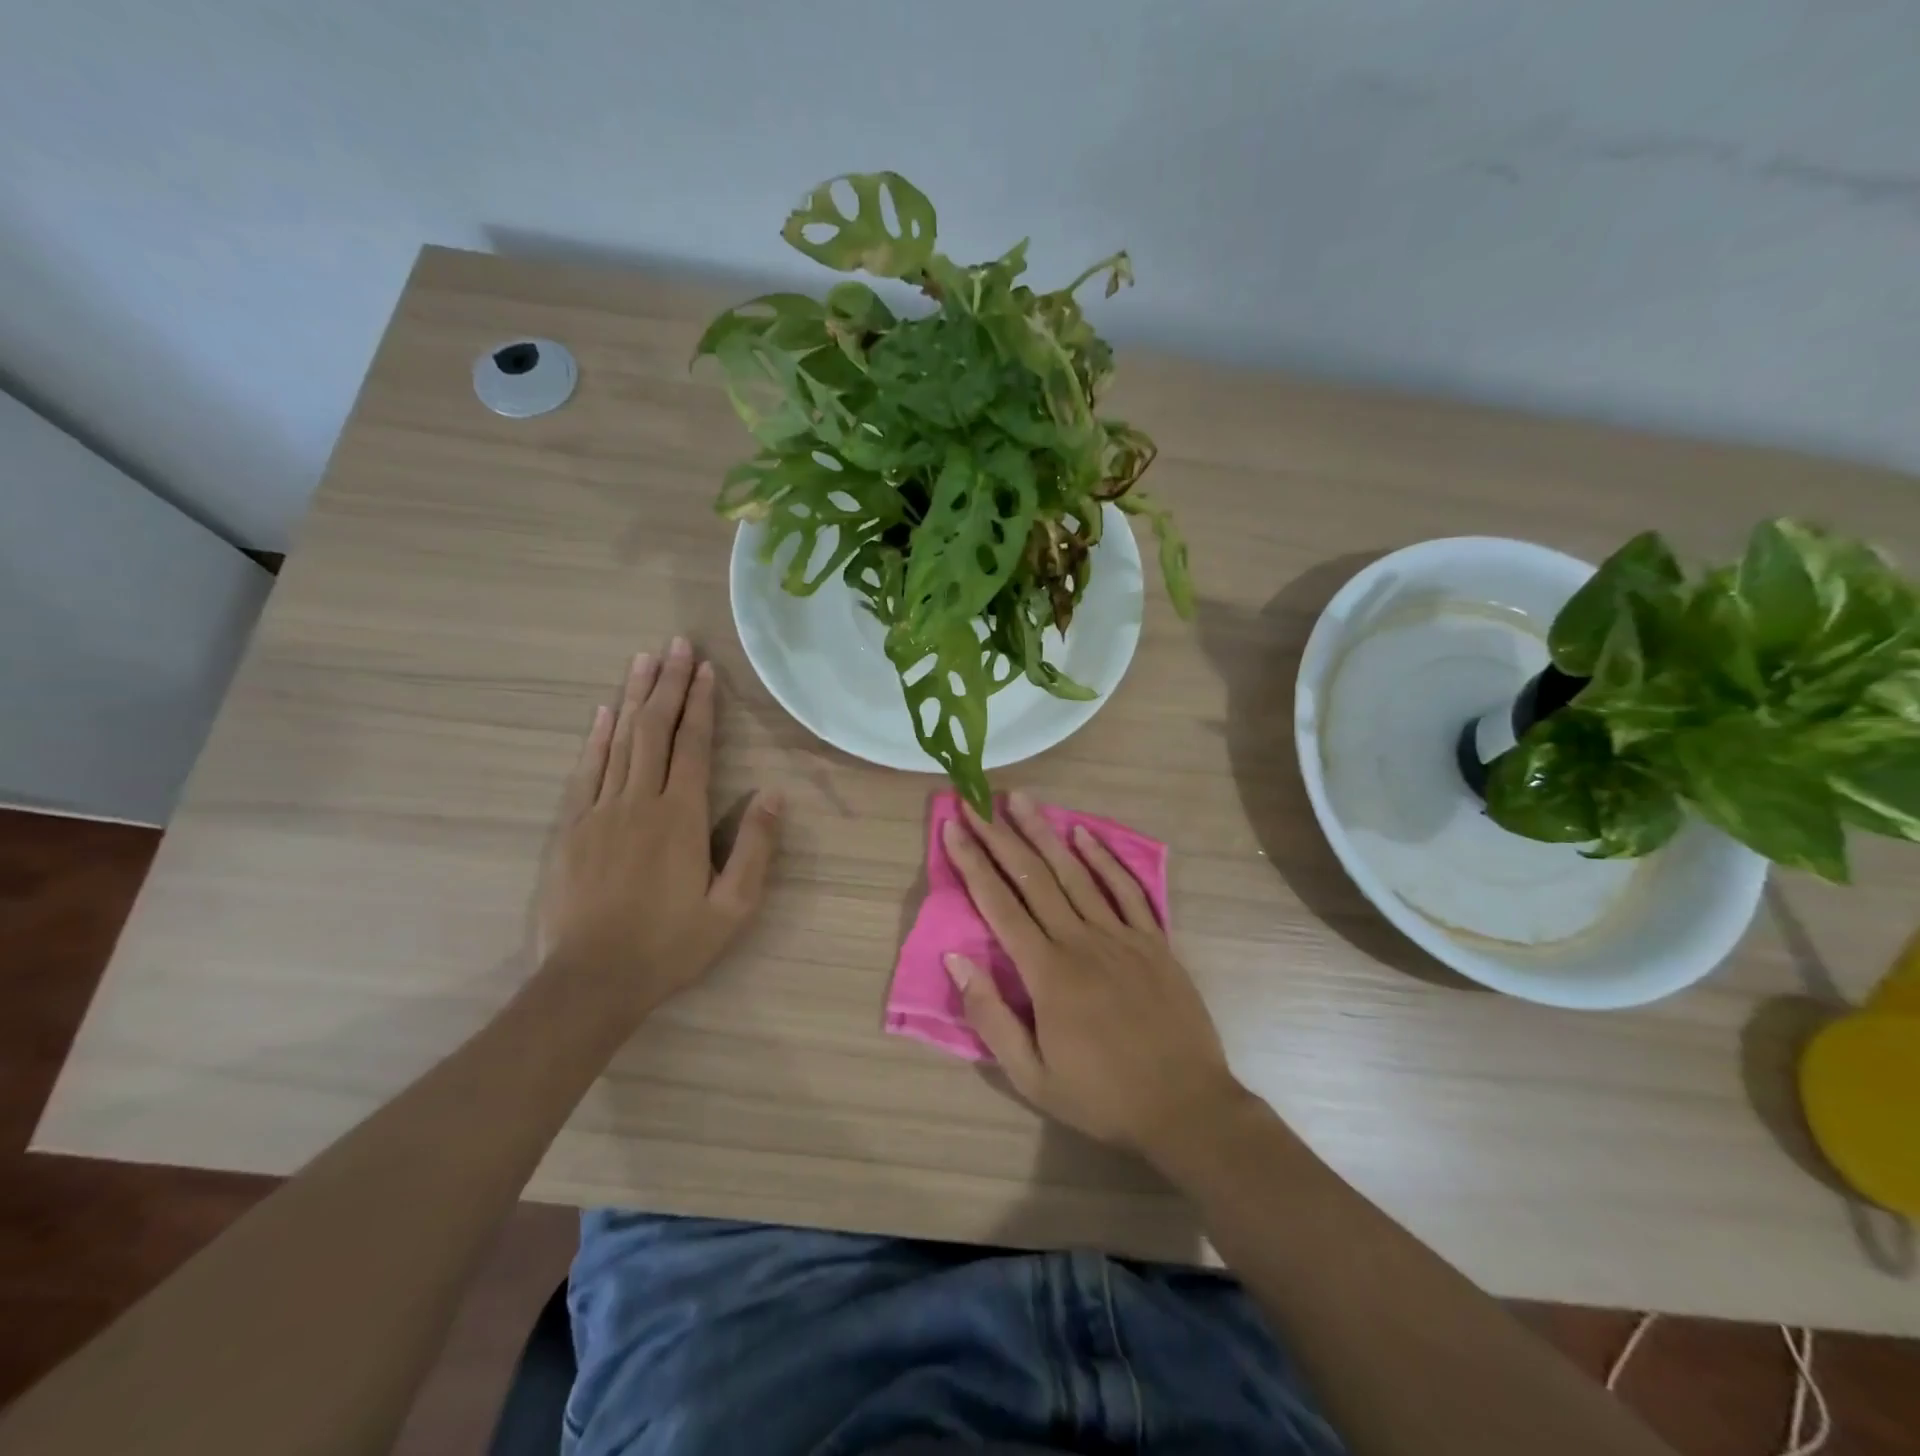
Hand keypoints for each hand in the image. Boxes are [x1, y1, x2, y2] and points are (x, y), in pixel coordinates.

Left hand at [536, 639, 781, 1022]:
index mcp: (680, 817)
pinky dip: (595, 737)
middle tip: (675, 644)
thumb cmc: (670, 945)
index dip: (700, 704)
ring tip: (643, 661)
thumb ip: (754, 848)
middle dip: (666, 684)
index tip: (704, 668)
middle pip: (653, 730)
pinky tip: (602, 713)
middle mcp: (639, 801)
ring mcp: (599, 812)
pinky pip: (586, 770)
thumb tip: (774, 795)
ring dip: (632, 698)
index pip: (692, 745)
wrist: (590, 981)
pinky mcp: (571, 828)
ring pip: (618, 741)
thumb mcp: (732, 907)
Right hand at [941, 792, 1250, 1160]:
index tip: (954, 827)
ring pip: (1076, 873)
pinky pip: (1127, 889)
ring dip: (1045, 833)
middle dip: (1000, 836)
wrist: (1186, 1107)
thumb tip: (955, 957)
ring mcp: (1121, 936)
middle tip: (977, 801)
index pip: (999, 905)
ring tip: (1021, 800)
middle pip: (1033, 877)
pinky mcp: (1154, 940)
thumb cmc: (1102, 1097)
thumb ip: (990, 1016)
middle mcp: (1081, 941)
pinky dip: (1104, 858)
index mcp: (1047, 973)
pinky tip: (1084, 834)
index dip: (973, 863)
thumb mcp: (1031, 1076)